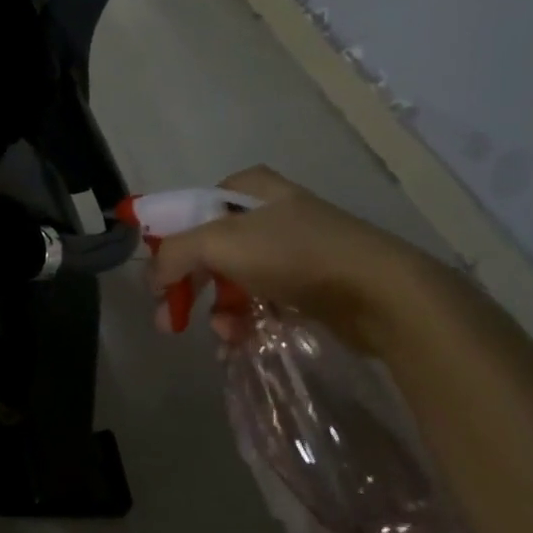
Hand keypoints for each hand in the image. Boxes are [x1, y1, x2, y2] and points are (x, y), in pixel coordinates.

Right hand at [150, 167, 435, 355]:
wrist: (379, 292)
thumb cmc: (293, 253)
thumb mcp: (218, 242)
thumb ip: (173, 253)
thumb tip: (153, 279)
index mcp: (248, 188)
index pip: (192, 209)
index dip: (169, 242)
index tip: (158, 278)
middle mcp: (269, 212)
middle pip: (210, 249)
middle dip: (189, 286)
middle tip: (170, 319)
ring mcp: (293, 248)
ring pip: (235, 280)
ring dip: (219, 311)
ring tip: (222, 337)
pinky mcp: (311, 283)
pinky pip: (263, 302)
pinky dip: (246, 322)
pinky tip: (239, 344)